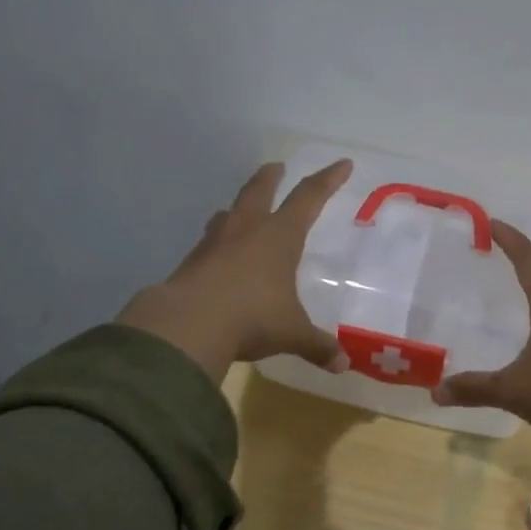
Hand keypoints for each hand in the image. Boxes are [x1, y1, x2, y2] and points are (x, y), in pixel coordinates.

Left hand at [117, 159, 352, 383]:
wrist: (188, 325)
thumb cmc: (252, 318)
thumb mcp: (292, 333)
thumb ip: (317, 346)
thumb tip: (342, 365)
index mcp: (279, 236)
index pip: (309, 197)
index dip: (328, 180)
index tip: (342, 164)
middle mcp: (247, 230)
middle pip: (260, 190)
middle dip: (271, 176)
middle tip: (277, 166)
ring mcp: (215, 243)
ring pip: (229, 212)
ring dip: (239, 206)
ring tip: (242, 210)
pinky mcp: (191, 262)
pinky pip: (209, 242)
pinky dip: (218, 240)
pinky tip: (219, 254)